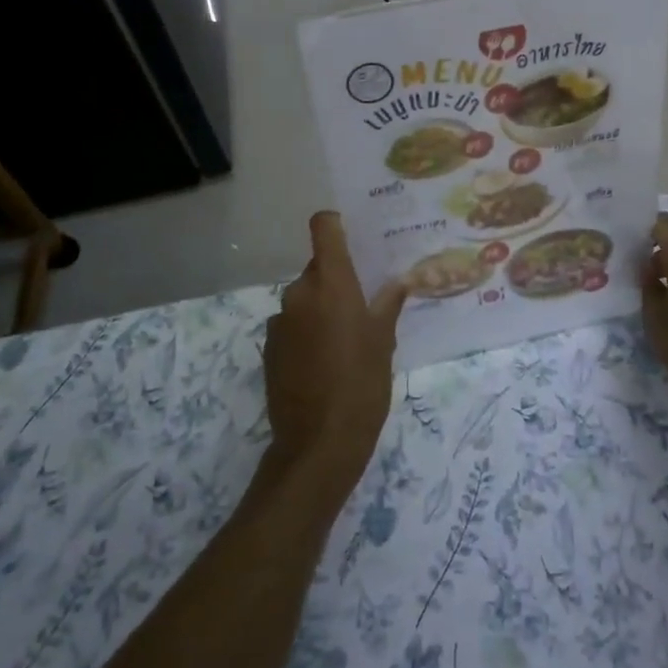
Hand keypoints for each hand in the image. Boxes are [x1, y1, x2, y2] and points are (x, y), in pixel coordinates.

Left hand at [263, 212, 405, 494]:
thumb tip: (399, 281)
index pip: (323, 228)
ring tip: (343, 340)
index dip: (335, 225)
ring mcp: (279, 321)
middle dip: (336, 279)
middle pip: (317, 268)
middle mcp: (299, 293)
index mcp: (331, 283)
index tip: (352, 236)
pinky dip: (305, 331)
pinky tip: (322, 361)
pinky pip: (291, 324)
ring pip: (304, 298)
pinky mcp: (268, 348)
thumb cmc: (362, 384)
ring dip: (320, 307)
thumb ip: (388, 304)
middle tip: (361, 304)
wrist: (319, 443)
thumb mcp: (384, 341)